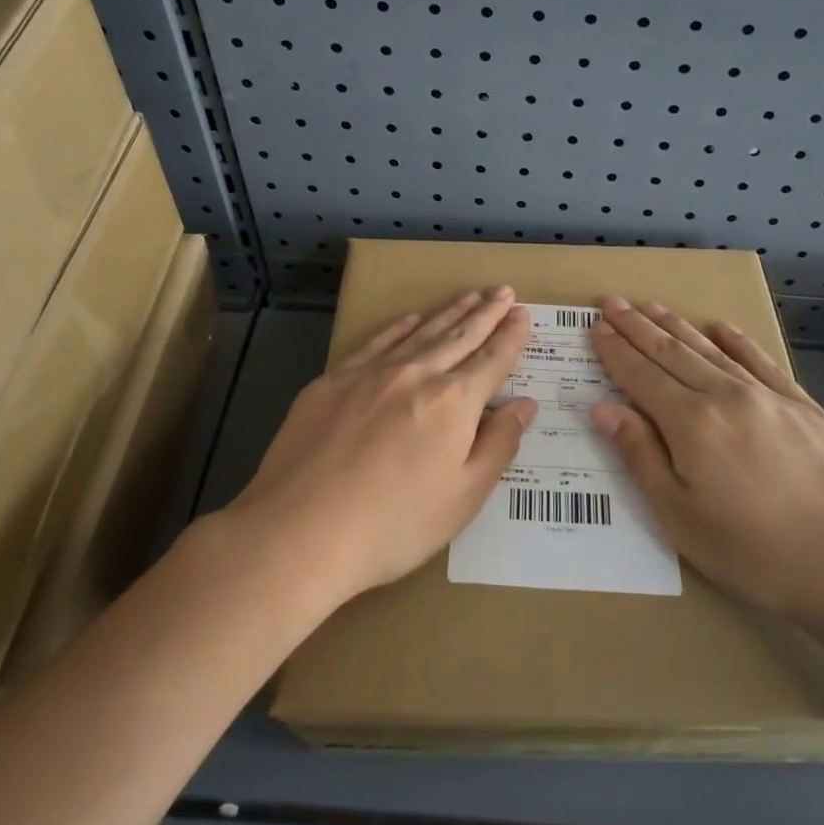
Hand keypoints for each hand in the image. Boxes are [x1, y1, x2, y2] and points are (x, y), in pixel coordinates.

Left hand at [227, 288, 535, 605]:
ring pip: (420, 334)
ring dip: (448, 314)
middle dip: (485, 314)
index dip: (511, 337)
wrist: (299, 532)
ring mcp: (370, 374)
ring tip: (469, 297)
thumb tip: (524, 404)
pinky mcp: (331, 382)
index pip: (492, 360)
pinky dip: (398, 328)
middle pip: (459, 337)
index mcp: (453, 403)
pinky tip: (410, 320)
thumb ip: (498, 445)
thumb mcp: (463, 497)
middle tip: (504, 292)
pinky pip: (375, 343)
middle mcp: (415, 375)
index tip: (523, 315)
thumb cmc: (393, 525)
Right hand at [588, 297, 823, 635]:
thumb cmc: (756, 553)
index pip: (642, 376)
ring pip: (712, 351)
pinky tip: (722, 328)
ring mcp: (770, 397)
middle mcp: (727, 396)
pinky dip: (738, 342)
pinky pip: (763, 362)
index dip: (616, 351)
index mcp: (692, 424)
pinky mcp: (806, 407)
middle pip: (673, 353)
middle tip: (614, 302)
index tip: (597, 326)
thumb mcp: (681, 518)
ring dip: (679, 327)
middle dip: (639, 327)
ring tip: (653, 307)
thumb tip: (604, 409)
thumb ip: (641, 456)